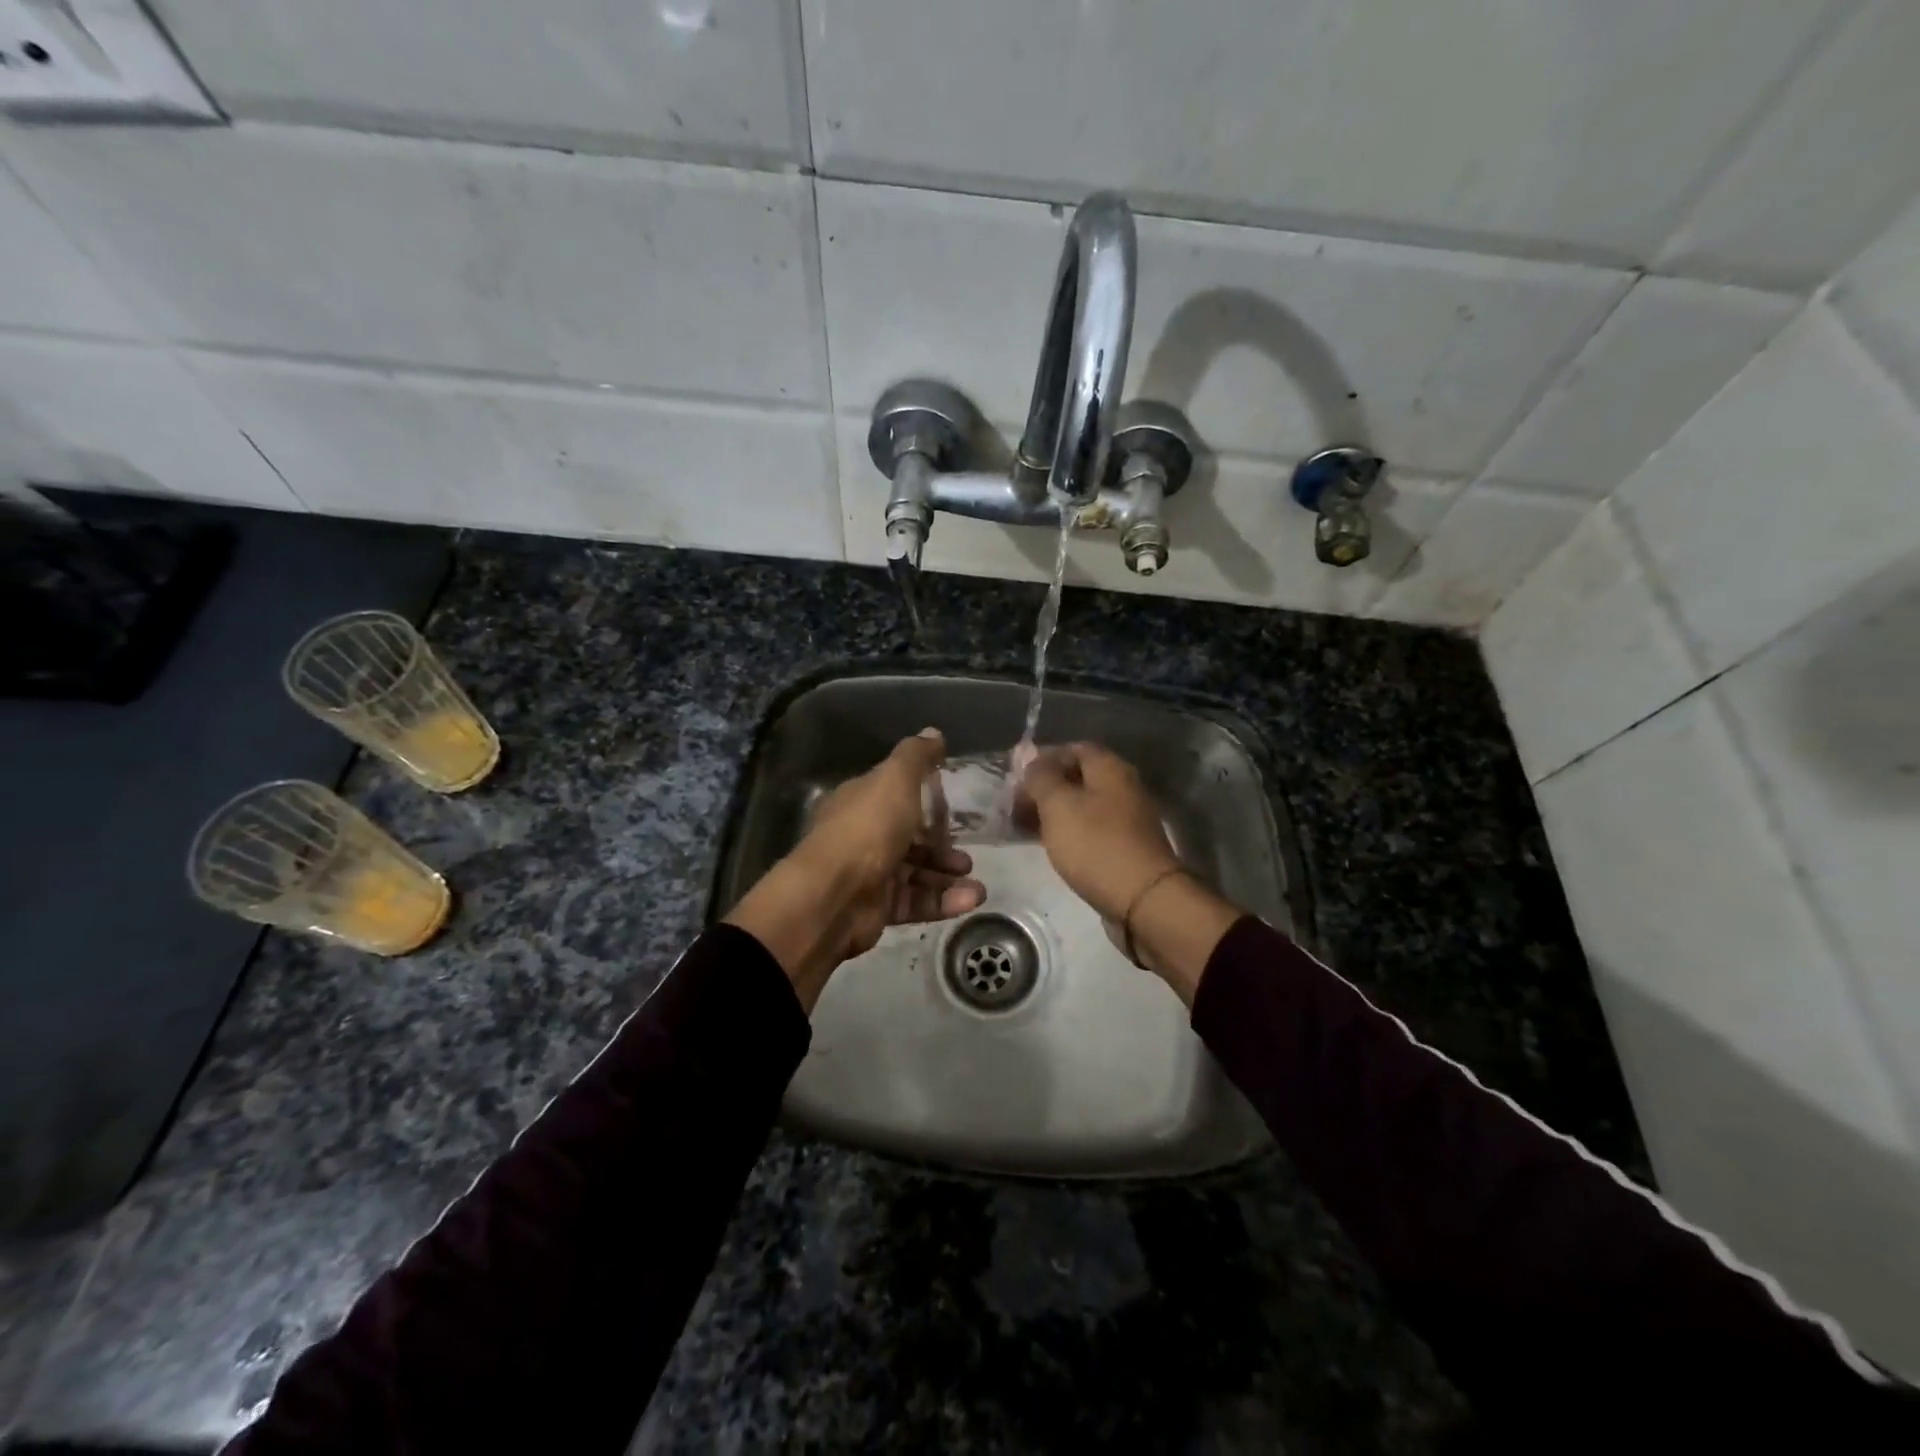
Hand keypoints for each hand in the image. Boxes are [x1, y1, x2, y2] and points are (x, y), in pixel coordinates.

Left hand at [726, 729, 984, 1010]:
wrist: (835, 896)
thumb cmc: (868, 828)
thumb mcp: (895, 780)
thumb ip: (916, 756)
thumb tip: (934, 732)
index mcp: (859, 802)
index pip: (894, 797)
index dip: (924, 801)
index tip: (953, 808)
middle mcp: (862, 837)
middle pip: (908, 839)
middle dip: (941, 847)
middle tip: (966, 855)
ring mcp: (869, 875)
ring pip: (915, 873)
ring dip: (947, 877)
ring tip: (977, 885)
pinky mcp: (878, 909)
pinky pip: (915, 902)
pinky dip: (942, 901)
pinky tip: (969, 900)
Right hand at [1019, 742, 1239, 1003]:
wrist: (1143, 901)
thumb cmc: (1096, 845)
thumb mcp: (1058, 805)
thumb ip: (1041, 777)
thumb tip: (1030, 757)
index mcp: (1110, 768)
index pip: (1073, 748)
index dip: (1043, 758)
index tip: (1016, 777)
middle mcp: (1123, 787)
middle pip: (1078, 777)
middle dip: (1045, 787)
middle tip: (1015, 805)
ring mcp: (1127, 819)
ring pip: (1083, 805)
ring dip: (1053, 812)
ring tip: (1024, 827)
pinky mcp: (1125, 847)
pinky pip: (1091, 829)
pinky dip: (1068, 832)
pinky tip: (1050, 846)